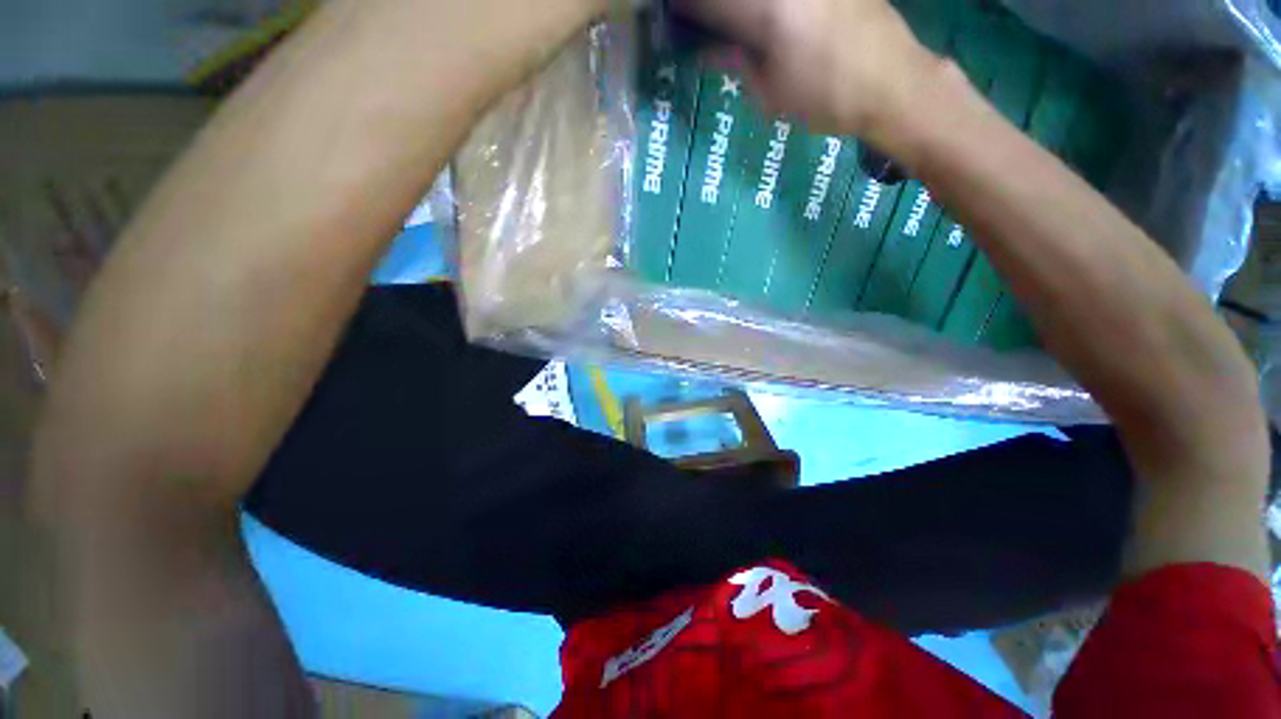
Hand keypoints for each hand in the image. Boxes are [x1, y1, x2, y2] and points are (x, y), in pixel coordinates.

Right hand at [673, 0, 945, 138]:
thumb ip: (735, 63)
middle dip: (718, 11)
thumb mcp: (774, 94)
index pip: (699, 5)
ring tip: (763, 29)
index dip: (684, 14)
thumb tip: (706, 49)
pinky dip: (789, 10)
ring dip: (751, 10)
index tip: (681, 24)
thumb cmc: (837, 99)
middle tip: (721, 27)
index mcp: (760, 11)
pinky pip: (800, 0)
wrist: (907, 90)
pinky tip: (795, 23)